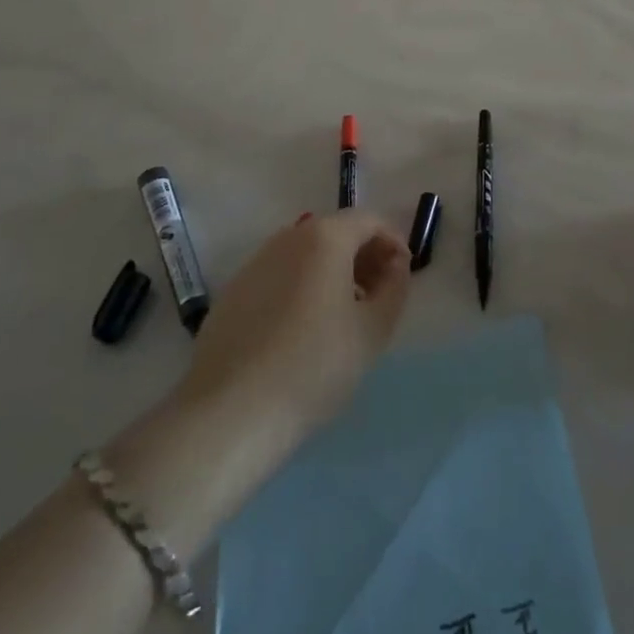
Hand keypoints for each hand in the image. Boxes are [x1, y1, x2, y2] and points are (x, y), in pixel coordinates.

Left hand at [176, 211, 410, 439]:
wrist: (230, 412)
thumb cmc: (314, 366)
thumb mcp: (372, 331)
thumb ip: (394, 288)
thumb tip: (395, 264)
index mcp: (325, 237)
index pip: (369, 220)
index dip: (393, 242)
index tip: (403, 277)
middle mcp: (288, 238)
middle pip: (336, 232)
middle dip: (364, 257)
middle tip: (378, 297)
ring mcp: (256, 263)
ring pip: (306, 254)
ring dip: (333, 272)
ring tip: (344, 316)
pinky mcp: (233, 291)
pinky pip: (280, 276)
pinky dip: (302, 287)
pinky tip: (303, 331)